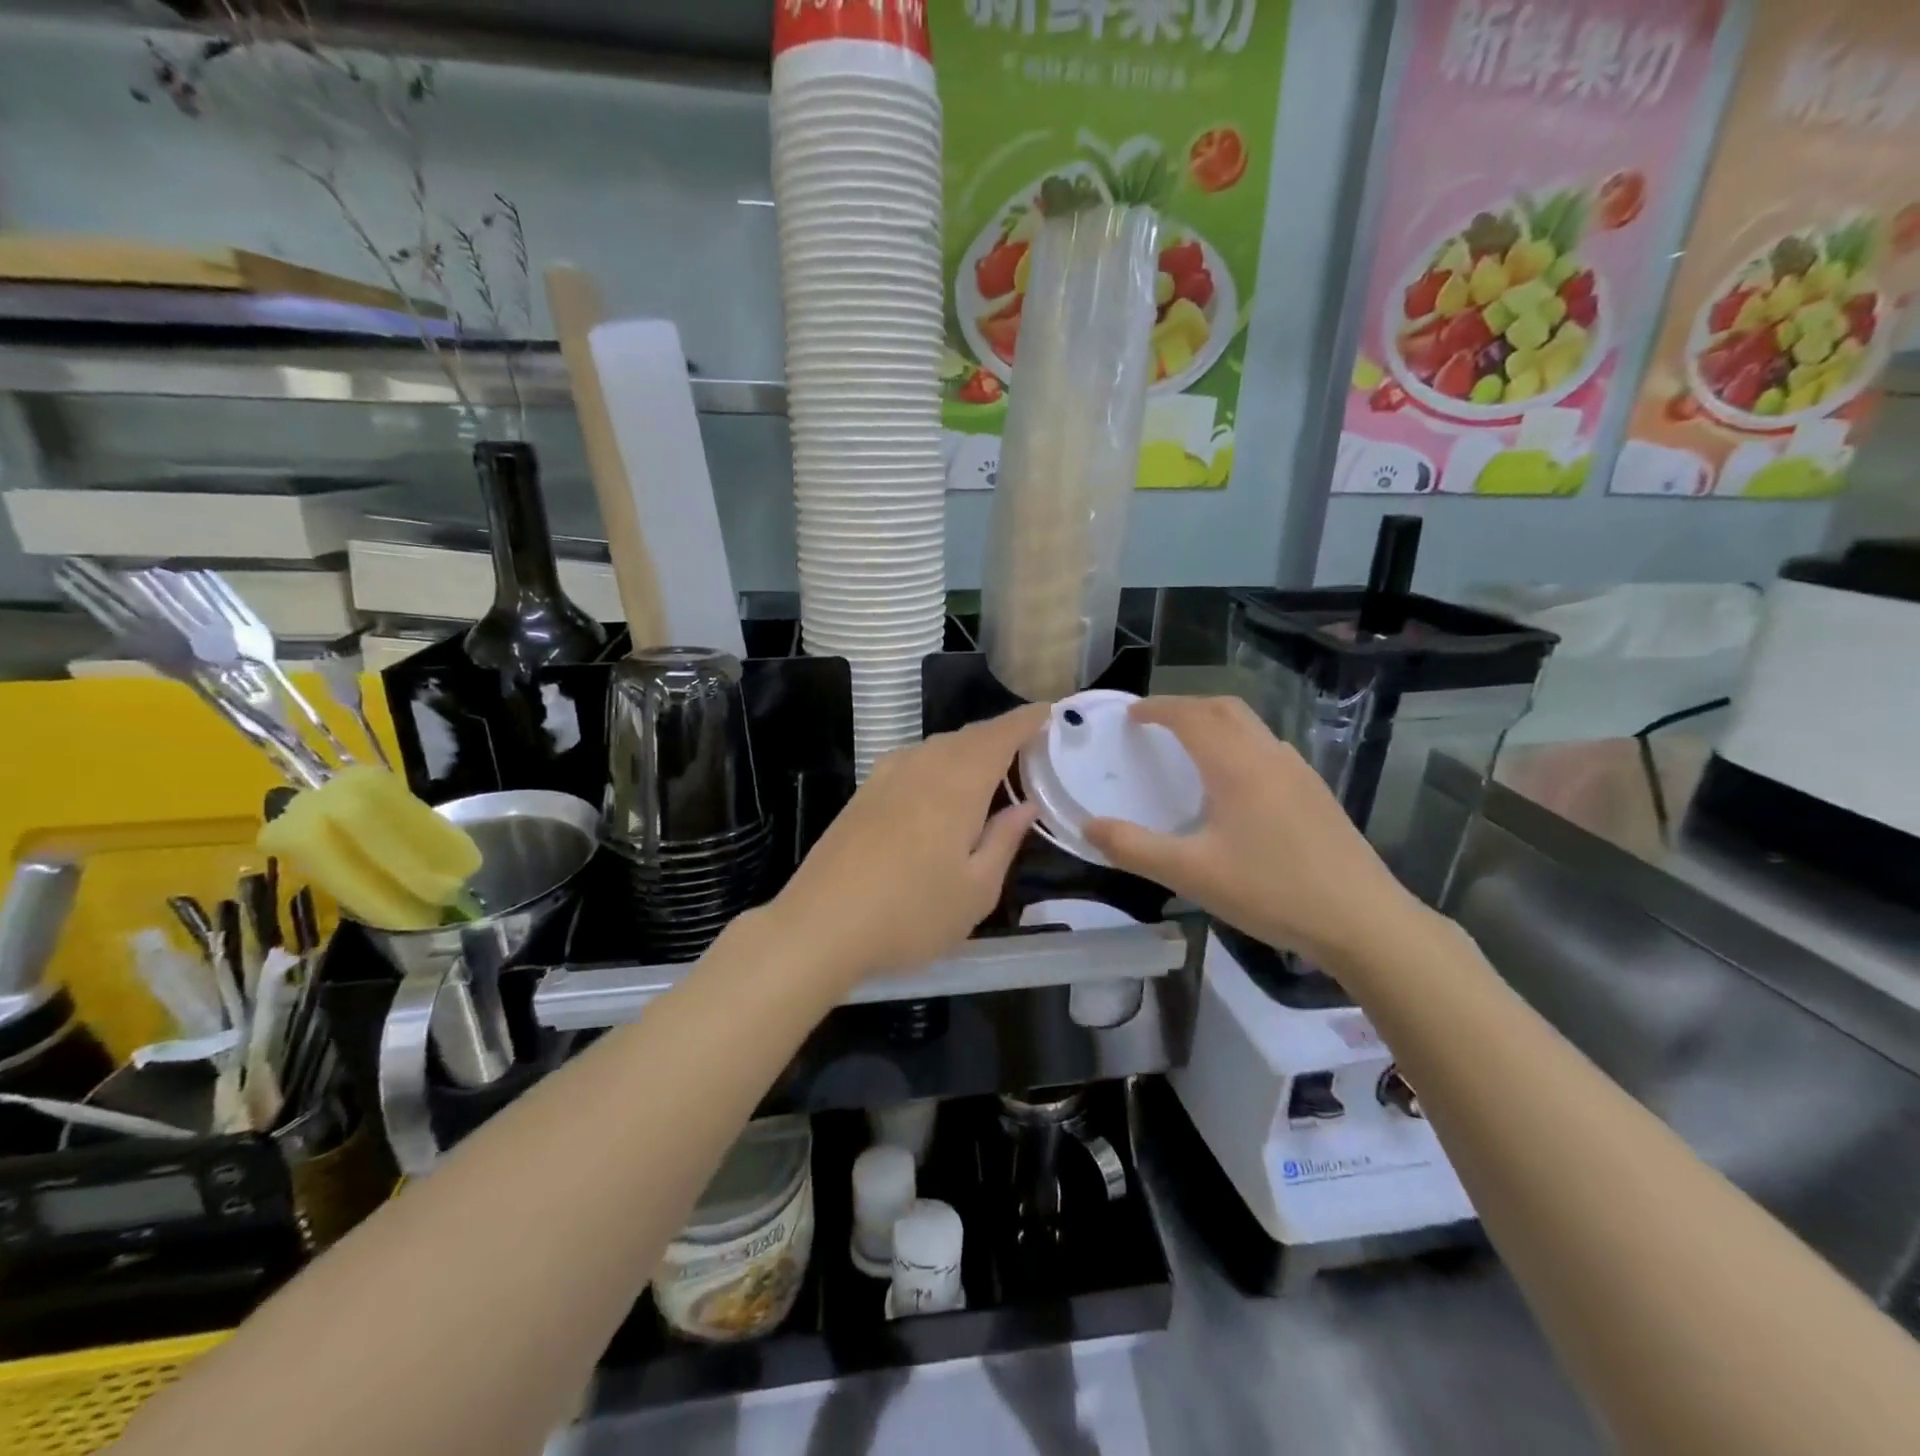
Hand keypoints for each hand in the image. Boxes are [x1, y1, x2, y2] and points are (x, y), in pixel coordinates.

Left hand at [766, 703, 1045, 988]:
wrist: (820, 926)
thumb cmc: (911, 914)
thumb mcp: (976, 890)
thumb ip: (1004, 840)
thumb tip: (1025, 805)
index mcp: (957, 784)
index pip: (1000, 735)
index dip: (1028, 720)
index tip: (1051, 712)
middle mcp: (922, 766)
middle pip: (968, 737)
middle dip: (1001, 735)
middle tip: (1029, 747)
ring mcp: (886, 777)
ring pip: (937, 747)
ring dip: (968, 749)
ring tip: (990, 769)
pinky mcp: (863, 794)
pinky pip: (912, 761)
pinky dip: (938, 763)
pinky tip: (939, 788)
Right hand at [1083, 696, 1428, 971]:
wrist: (1362, 921)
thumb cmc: (1271, 891)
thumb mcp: (1191, 873)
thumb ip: (1133, 848)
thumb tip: (1088, 827)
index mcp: (1237, 766)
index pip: (1191, 716)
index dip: (1158, 708)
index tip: (1131, 714)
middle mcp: (1269, 756)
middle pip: (1224, 709)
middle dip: (1186, 706)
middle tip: (1156, 723)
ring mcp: (1299, 773)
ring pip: (1251, 727)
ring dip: (1215, 723)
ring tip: (1189, 748)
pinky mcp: (1316, 794)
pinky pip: (1268, 749)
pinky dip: (1238, 745)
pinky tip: (1233, 784)